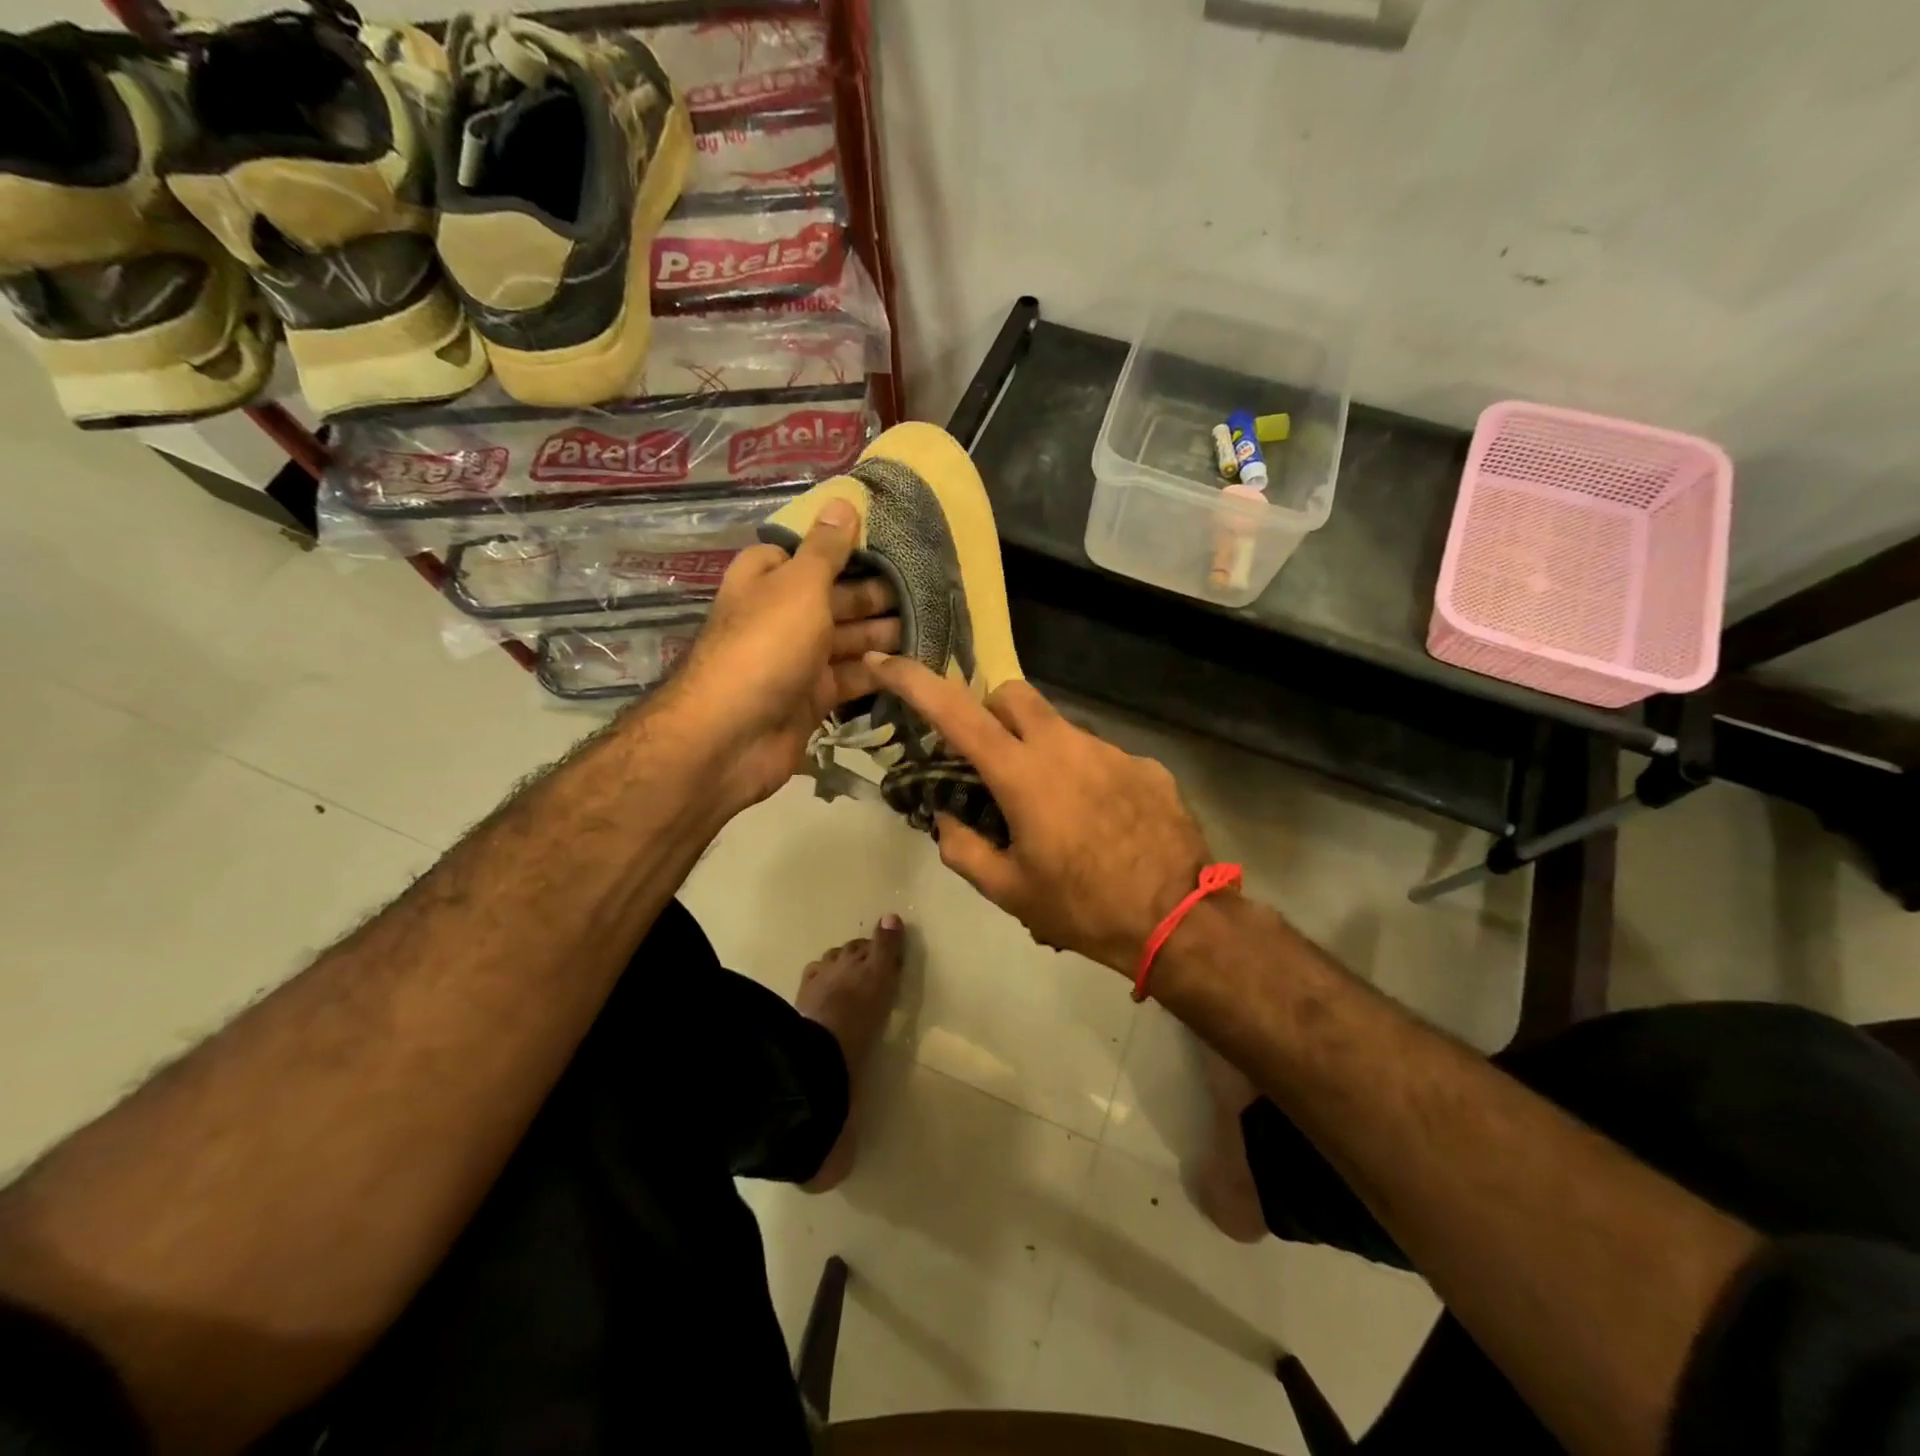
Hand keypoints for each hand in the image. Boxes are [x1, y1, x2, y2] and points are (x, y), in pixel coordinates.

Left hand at [660, 499, 897, 811]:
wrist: (734, 735)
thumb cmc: (766, 646)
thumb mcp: (799, 586)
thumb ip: (826, 549)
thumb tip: (843, 500)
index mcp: (768, 580)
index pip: (807, 554)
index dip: (845, 549)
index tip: (890, 546)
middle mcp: (782, 616)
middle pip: (835, 598)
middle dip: (876, 595)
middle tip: (927, 590)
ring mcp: (797, 660)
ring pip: (847, 640)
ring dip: (883, 633)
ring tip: (932, 624)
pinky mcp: (813, 698)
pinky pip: (851, 678)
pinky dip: (878, 672)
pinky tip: (914, 663)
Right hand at [863, 653, 1212, 974]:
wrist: (1180, 920)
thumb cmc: (1084, 908)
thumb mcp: (1010, 892)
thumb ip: (964, 850)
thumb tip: (946, 820)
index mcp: (1024, 774)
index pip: (957, 713)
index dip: (915, 682)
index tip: (885, 662)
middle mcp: (1066, 746)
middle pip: (1013, 695)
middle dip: (989, 714)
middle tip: (989, 762)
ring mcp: (1112, 750)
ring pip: (1059, 728)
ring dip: (1041, 752)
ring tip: (1055, 811)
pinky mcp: (1146, 765)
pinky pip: (1100, 756)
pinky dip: (1085, 776)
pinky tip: (1100, 822)